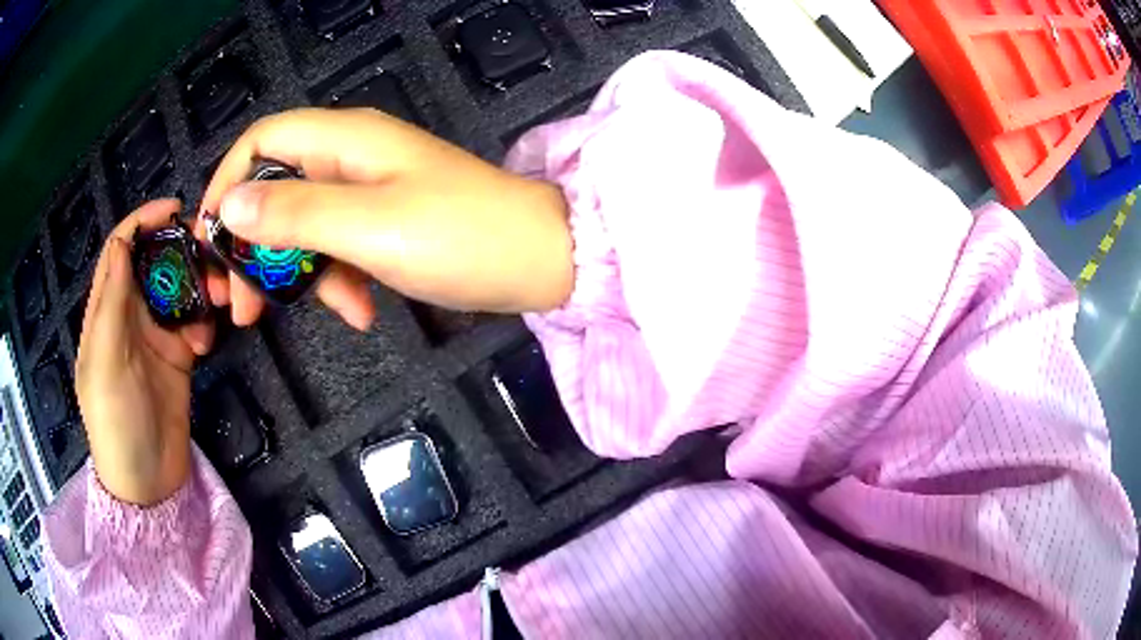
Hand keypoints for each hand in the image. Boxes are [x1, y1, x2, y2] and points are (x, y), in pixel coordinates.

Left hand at [76, 200, 213, 506]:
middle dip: (180, 251)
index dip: (143, 222)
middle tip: (209, 253)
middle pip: (154, 261)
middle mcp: (128, 314)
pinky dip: (204, 322)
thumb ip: (110, 304)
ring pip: (178, 288)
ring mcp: (154, 335)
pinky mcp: (178, 355)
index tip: (175, 209)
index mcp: (105, 311)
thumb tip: (124, 242)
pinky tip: (206, 343)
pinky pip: (194, 321)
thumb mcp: (104, 364)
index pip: (120, 248)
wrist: (148, 484)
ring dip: (198, 286)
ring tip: (217, 300)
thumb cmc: (115, 423)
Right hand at [197, 108, 572, 328]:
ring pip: (304, 228)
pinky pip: (339, 249)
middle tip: (238, 306)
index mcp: (344, 140)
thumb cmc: (460, 236)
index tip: (209, 241)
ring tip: (307, 318)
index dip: (226, 183)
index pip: (262, 141)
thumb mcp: (368, 226)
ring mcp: (368, 192)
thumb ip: (295, 213)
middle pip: (274, 191)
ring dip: (297, 276)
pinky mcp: (385, 224)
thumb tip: (230, 206)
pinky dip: (340, 282)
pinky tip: (360, 314)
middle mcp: (349, 157)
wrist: (540, 261)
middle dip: (252, 248)